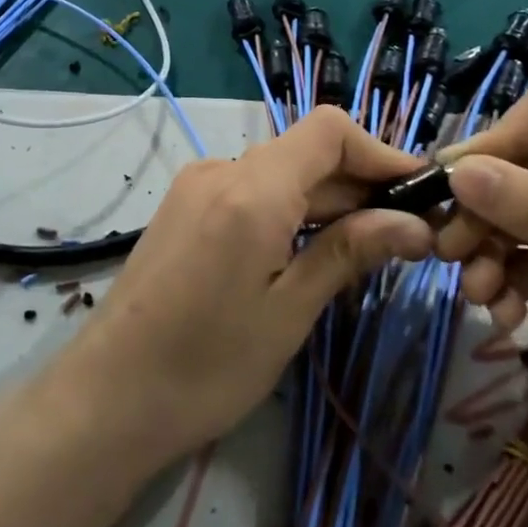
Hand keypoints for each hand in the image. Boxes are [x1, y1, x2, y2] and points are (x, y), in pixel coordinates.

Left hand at [60, 106, 433, 472]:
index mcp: (252, 188)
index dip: (380, 152)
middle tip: (406, 233)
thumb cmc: (207, 364)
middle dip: (358, 185)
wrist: (109, 396)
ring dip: (325, 200)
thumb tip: (415, 224)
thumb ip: (349, 252)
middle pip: (305, 153)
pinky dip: (288, 209)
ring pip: (278, 173)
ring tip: (365, 248)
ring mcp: (196, 186)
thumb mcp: (289, 311)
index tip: (419, 193)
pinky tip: (307, 251)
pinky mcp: (184, 207)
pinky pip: (249, 191)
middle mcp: (221, 170)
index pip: (329, 130)